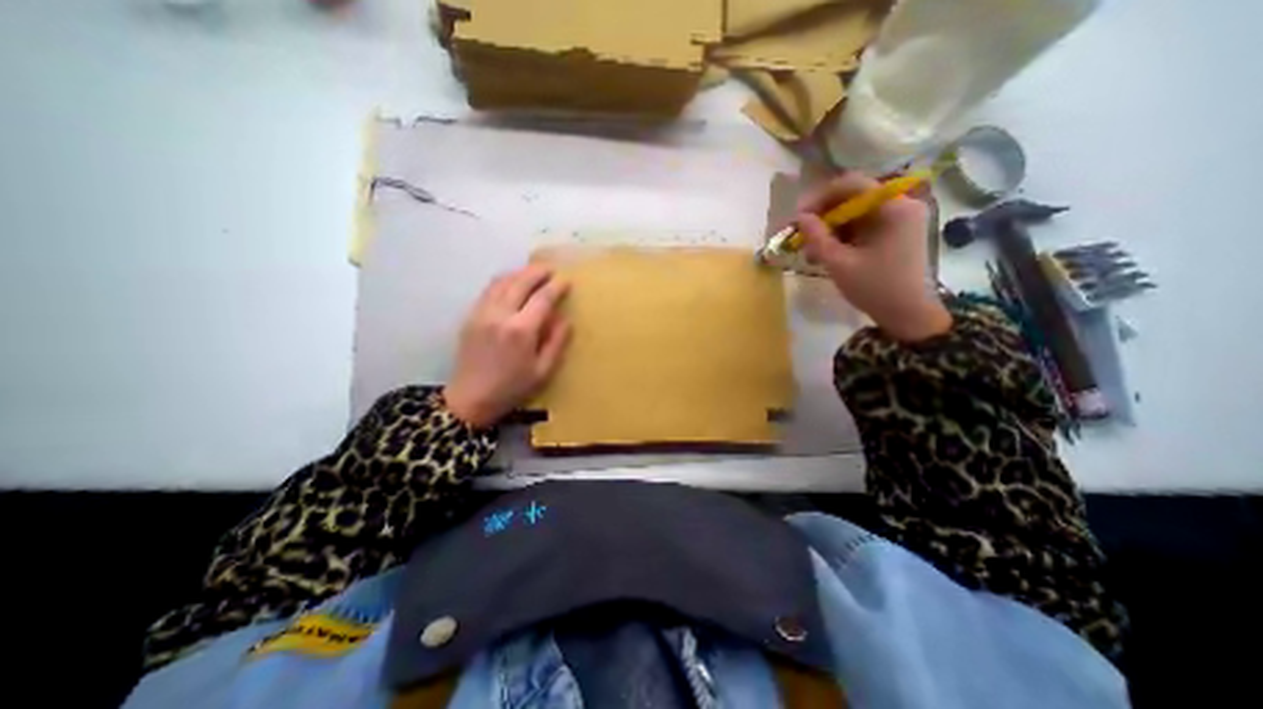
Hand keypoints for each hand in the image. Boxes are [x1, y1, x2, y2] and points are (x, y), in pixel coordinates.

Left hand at [441, 267, 566, 429]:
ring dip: (519, 273)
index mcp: (521, 330)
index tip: (567, 281)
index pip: (542, 298)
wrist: (470, 399)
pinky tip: (511, 283)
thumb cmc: (512, 388)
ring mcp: (482, 313)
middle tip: (551, 269)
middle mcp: (500, 315)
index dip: (556, 287)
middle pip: (520, 282)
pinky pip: (488, 290)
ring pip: (501, 282)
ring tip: (533, 272)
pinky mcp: (471, 316)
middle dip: (537, 272)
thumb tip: (564, 319)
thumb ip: (556, 342)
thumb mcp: (543, 371)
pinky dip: (503, 281)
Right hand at [792, 169, 951, 337]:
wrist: (908, 315)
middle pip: (853, 198)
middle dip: (824, 216)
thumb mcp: (839, 263)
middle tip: (802, 236)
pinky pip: (863, 225)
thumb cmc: (874, 288)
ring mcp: (900, 219)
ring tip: (811, 251)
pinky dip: (843, 236)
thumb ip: (817, 237)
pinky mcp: (896, 232)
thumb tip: (799, 217)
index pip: (852, 185)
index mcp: (893, 208)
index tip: (799, 217)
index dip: (820, 198)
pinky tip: (827, 253)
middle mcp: (901, 205)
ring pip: (856, 213)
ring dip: (831, 229)